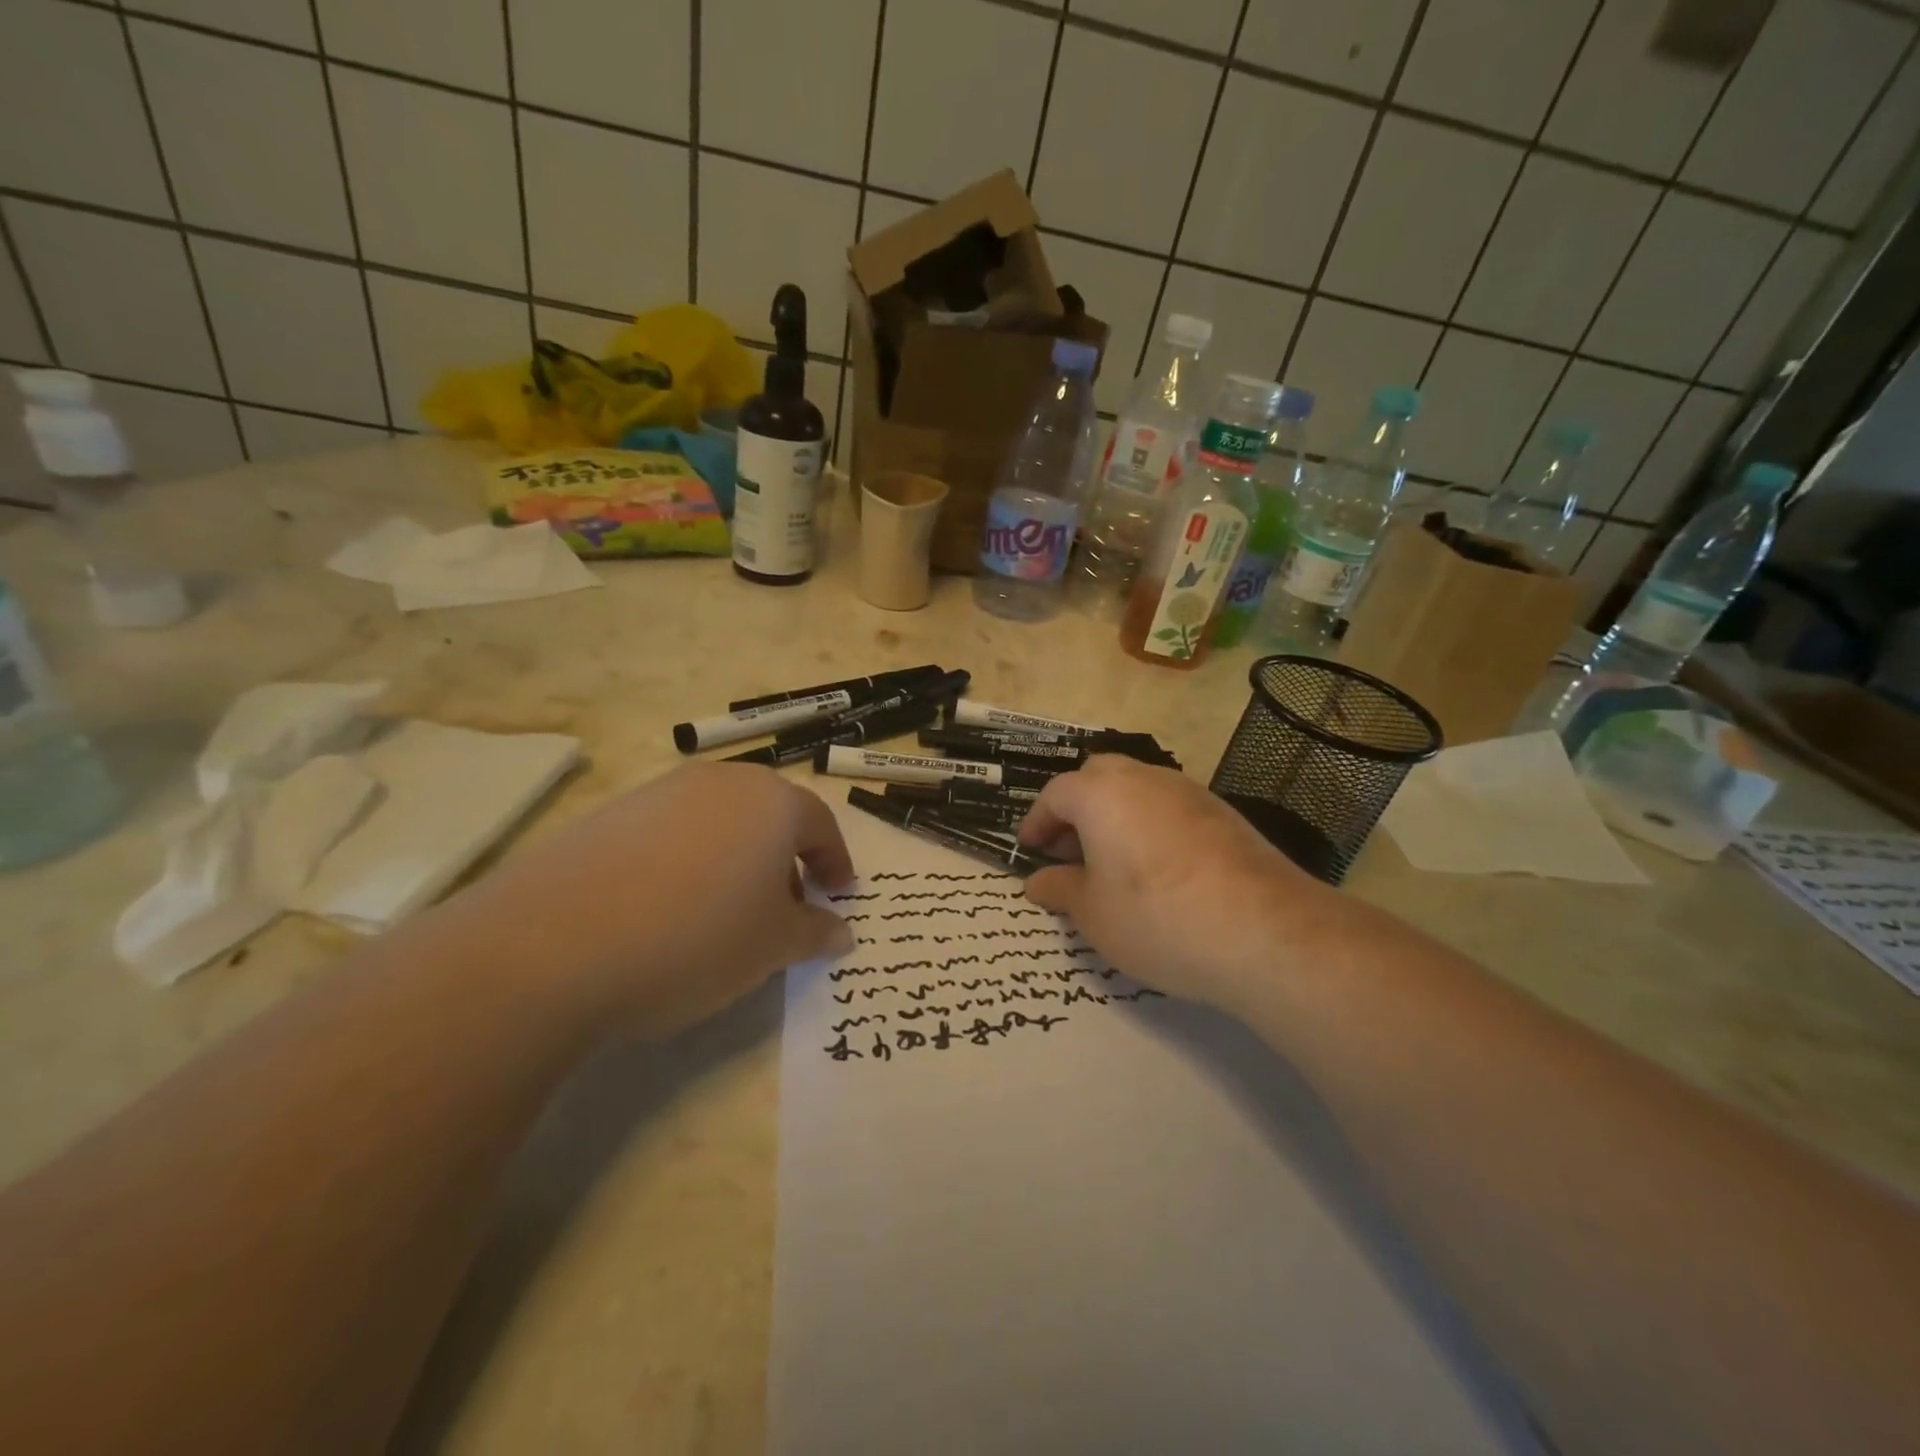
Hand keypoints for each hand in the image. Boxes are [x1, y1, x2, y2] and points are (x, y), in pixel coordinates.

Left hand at [447, 762, 854, 1036]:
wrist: (554, 945)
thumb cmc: (696, 938)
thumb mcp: (772, 947)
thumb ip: (815, 932)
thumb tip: (841, 931)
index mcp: (771, 802)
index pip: (820, 825)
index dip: (835, 862)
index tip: (838, 895)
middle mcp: (720, 782)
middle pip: (769, 816)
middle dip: (786, 861)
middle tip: (785, 908)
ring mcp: (660, 792)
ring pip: (719, 822)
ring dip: (736, 860)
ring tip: (724, 912)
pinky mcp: (610, 814)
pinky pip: (669, 833)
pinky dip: (686, 862)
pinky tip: (665, 908)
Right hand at [1017, 756, 1341, 1013]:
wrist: (1264, 931)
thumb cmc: (1157, 918)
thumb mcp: (1093, 914)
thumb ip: (1061, 889)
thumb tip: (1038, 881)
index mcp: (1102, 793)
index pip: (1055, 794)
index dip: (1037, 822)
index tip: (1030, 851)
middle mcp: (1144, 778)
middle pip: (1098, 778)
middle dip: (1077, 809)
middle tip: (1070, 851)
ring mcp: (1190, 792)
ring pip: (1138, 789)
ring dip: (1116, 815)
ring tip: (1112, 863)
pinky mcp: (1225, 814)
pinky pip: (1171, 808)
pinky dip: (1152, 827)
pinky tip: (1159, 870)